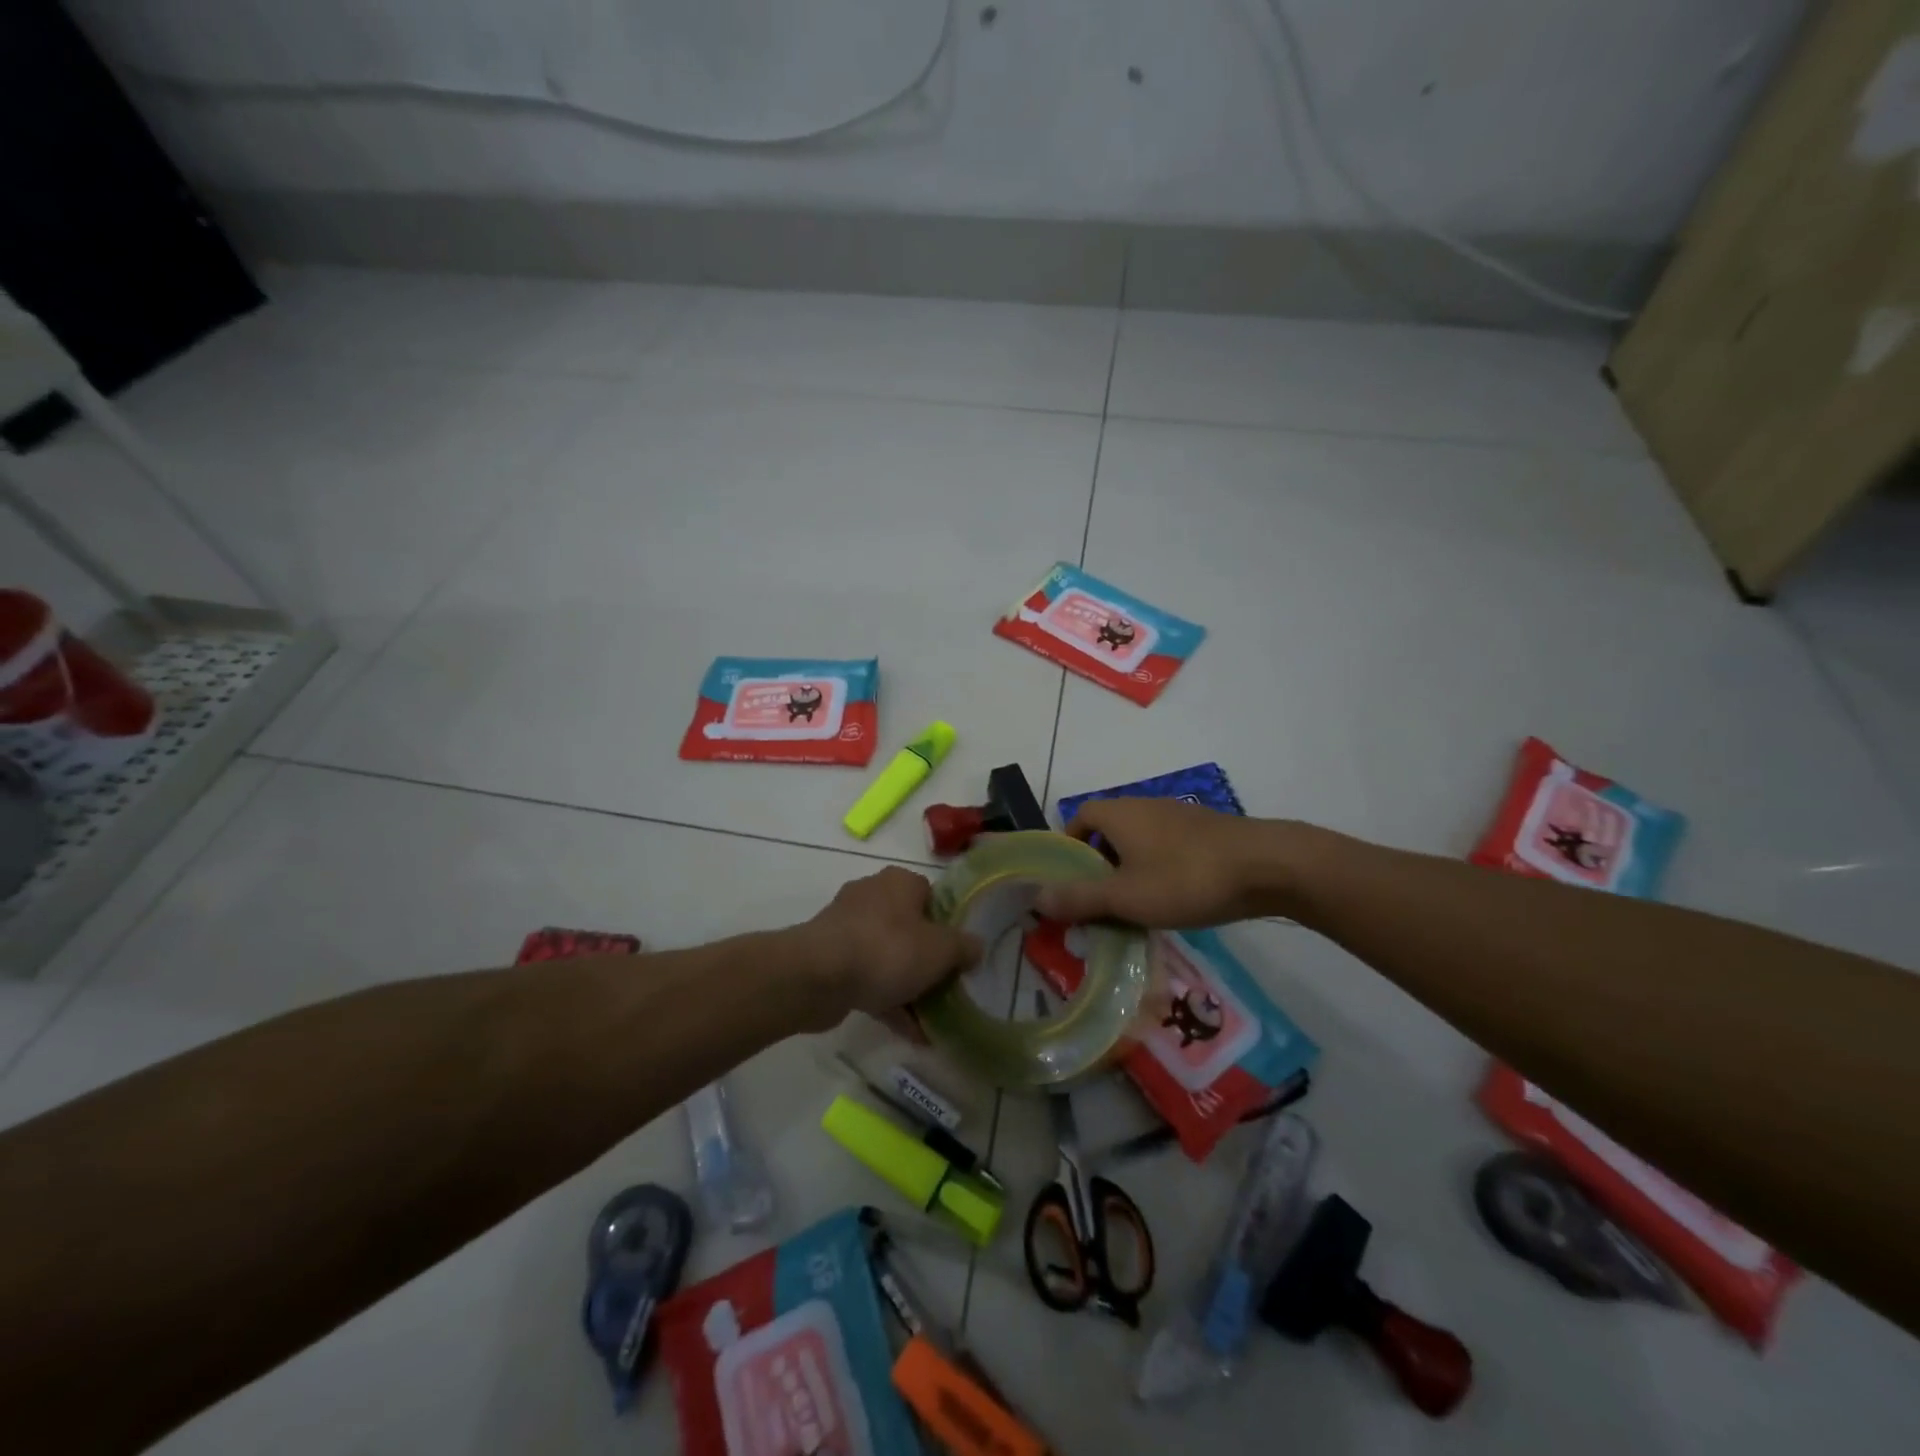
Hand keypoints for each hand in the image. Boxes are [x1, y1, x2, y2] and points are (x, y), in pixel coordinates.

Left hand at [801, 866, 981, 1022]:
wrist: (817, 976)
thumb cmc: (887, 950)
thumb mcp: (941, 950)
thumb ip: (964, 947)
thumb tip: (976, 946)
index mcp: (899, 882)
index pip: (931, 896)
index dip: (948, 924)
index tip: (959, 953)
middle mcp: (872, 896)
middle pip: (910, 927)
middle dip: (928, 959)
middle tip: (947, 987)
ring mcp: (847, 928)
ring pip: (888, 956)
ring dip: (909, 985)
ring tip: (932, 1019)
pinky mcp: (831, 959)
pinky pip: (868, 978)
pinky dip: (888, 1001)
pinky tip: (910, 1033)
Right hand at [1034, 799, 1290, 928]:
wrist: (1268, 866)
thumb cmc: (1186, 878)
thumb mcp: (1126, 896)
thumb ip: (1079, 897)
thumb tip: (1035, 897)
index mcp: (1119, 813)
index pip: (1079, 818)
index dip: (1069, 848)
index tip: (1070, 881)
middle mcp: (1145, 806)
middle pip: (1108, 832)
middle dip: (1099, 866)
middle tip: (1100, 903)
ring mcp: (1179, 816)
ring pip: (1140, 842)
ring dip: (1130, 870)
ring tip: (1135, 908)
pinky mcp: (1206, 832)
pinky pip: (1167, 848)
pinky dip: (1159, 870)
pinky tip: (1174, 900)